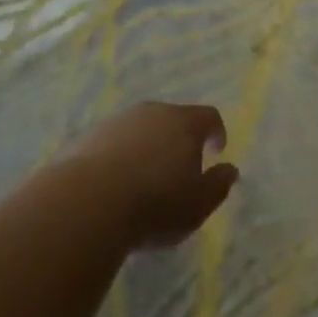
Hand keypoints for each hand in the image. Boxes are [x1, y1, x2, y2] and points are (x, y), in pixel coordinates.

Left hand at [73, 101, 238, 248]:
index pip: (209, 116)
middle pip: (173, 119)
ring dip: (148, 147)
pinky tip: (116, 183)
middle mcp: (152, 112)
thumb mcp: (199, 204)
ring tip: (145, 179)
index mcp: (184, 123)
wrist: (87, 202)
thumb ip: (219, 185)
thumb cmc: (155, 204)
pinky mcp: (90, 136)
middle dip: (180, 140)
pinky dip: (122, 156)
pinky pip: (115, 142)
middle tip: (180, 169)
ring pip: (142, 129)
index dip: (216, 132)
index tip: (216, 151)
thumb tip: (230, 169)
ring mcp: (118, 121)